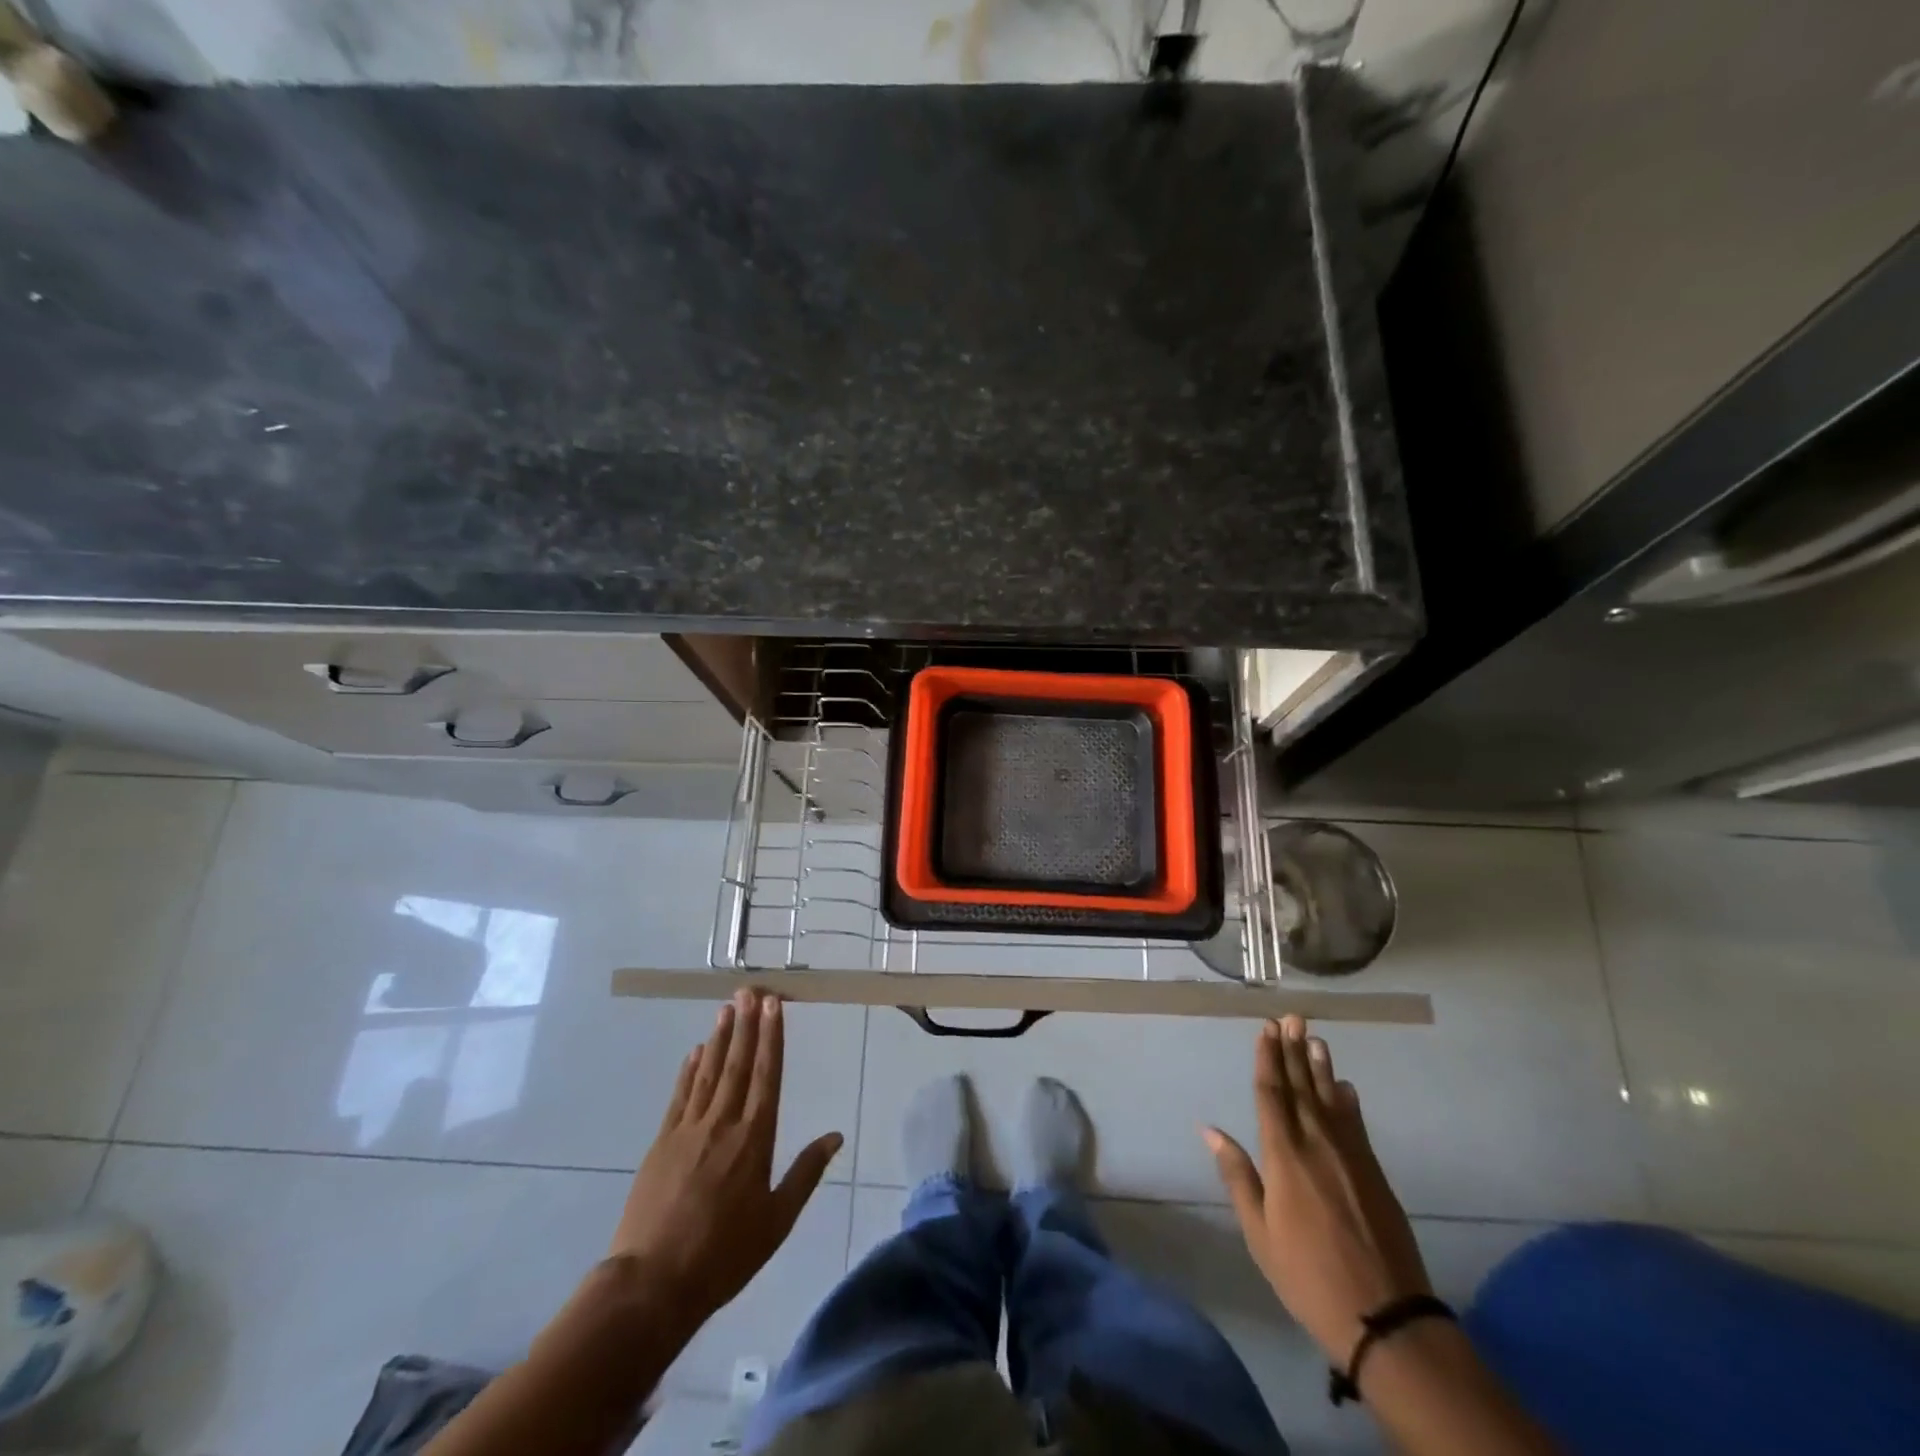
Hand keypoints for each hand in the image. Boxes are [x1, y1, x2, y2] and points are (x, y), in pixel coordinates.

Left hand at [609, 990, 842, 1327]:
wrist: (652, 1283)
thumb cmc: (724, 1255)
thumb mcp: (776, 1221)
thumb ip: (805, 1173)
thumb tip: (835, 1136)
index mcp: (755, 1139)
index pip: (766, 1075)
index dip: (771, 1038)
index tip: (774, 1005)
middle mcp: (723, 1123)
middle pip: (737, 1064)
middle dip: (746, 1024)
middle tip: (749, 989)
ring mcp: (688, 1130)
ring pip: (708, 1072)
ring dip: (719, 1038)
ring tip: (726, 1008)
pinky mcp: (661, 1142)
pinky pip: (679, 1096)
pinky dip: (688, 1071)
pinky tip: (694, 1052)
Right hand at [1202, 1015, 1430, 1360]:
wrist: (1385, 1317)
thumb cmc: (1308, 1276)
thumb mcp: (1259, 1233)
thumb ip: (1238, 1176)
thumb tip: (1209, 1130)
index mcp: (1283, 1157)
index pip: (1271, 1095)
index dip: (1267, 1059)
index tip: (1266, 1029)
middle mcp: (1316, 1145)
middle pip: (1301, 1088)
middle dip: (1293, 1051)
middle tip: (1291, 1017)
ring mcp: (1350, 1157)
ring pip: (1331, 1100)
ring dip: (1321, 1067)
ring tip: (1314, 1038)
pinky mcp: (1374, 1173)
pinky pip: (1357, 1126)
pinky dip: (1349, 1103)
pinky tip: (1346, 1087)